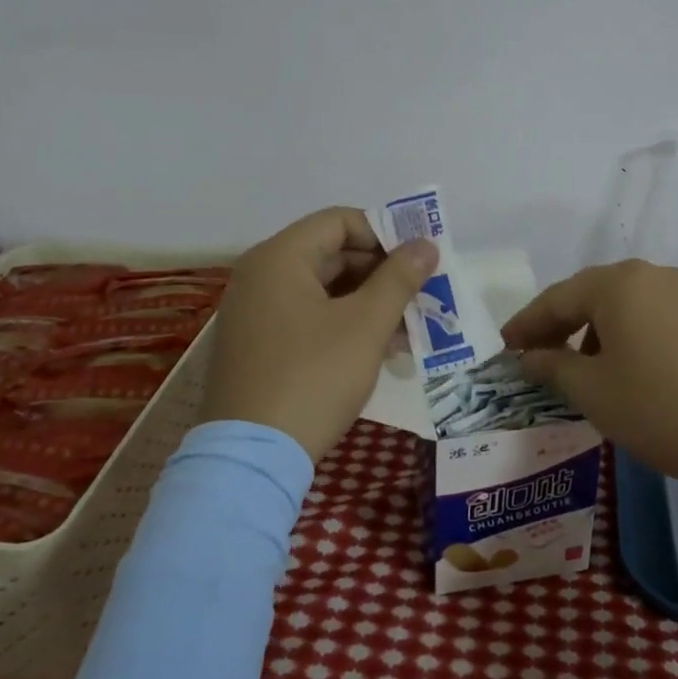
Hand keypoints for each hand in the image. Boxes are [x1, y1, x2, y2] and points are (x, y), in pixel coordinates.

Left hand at [201, 207, 438, 462]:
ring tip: (408, 328)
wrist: (251, 458)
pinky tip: (378, 350)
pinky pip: (307, 317)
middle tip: (420, 294)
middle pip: (330, 254)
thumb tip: (426, 245)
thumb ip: (399, 278)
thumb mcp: (365, 325)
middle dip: (380, 273)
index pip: (339, 221)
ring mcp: (254, 313)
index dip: (384, 233)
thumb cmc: (313, 377)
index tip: (418, 259)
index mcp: (279, 257)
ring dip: (367, 303)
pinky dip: (343, 324)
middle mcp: (260, 276)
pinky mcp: (257, 346)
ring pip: (322, 290)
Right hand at [500, 261, 677, 486]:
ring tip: (586, 368)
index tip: (505, 348)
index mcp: (618, 284)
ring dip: (597, 331)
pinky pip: (657, 317)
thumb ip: (553, 367)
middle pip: (592, 295)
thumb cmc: (662, 408)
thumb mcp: (594, 392)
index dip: (526, 324)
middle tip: (537, 355)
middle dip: (561, 325)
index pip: (556, 298)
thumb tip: (530, 357)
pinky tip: (633, 368)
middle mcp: (654, 276)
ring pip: (628, 305)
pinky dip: (632, 336)